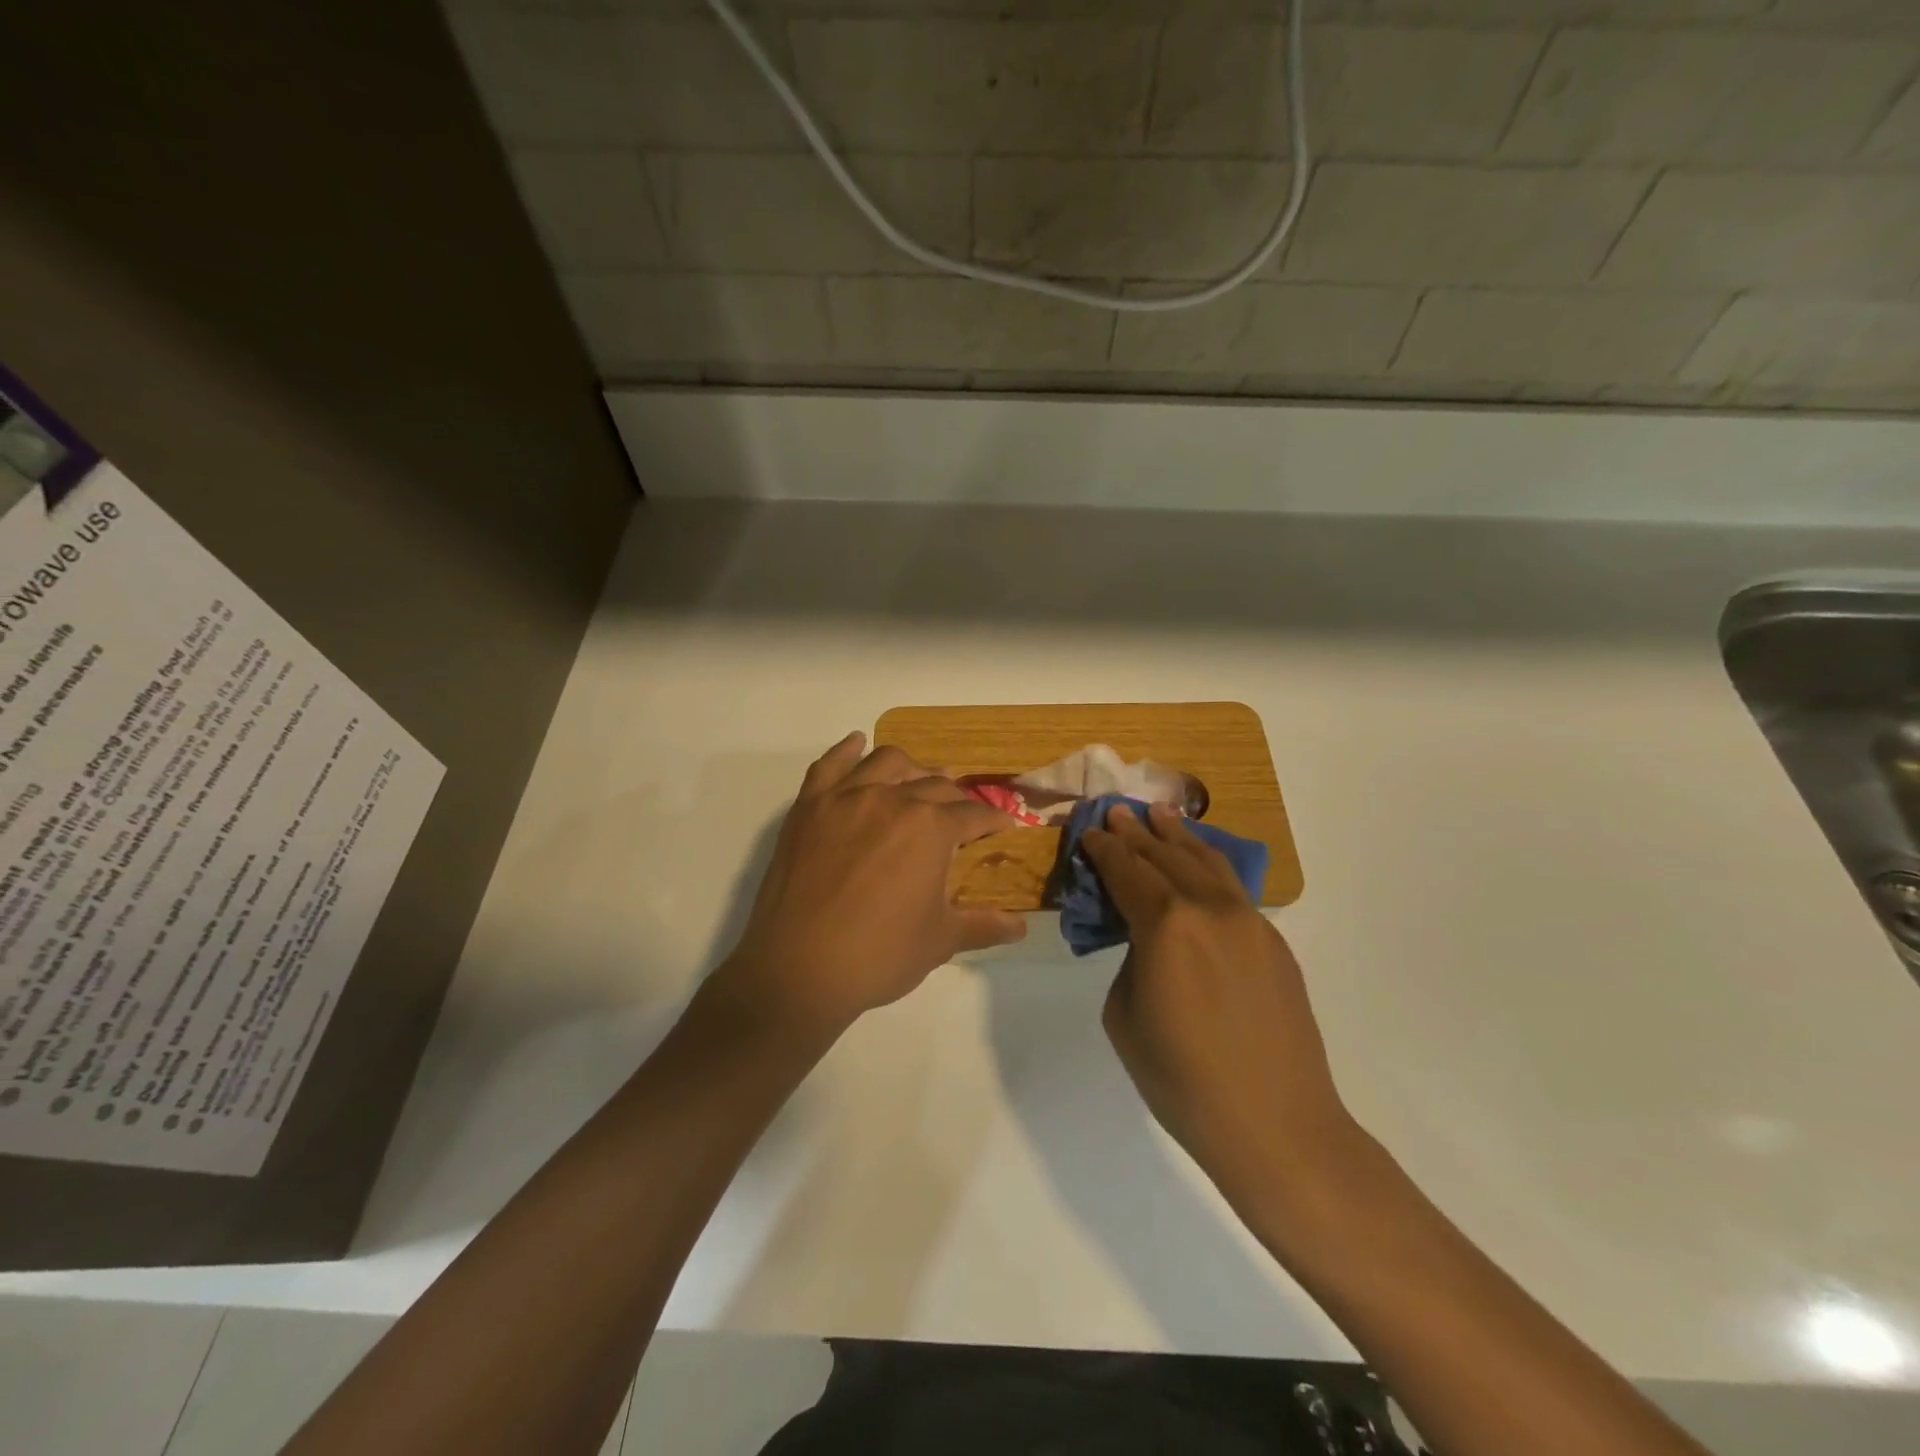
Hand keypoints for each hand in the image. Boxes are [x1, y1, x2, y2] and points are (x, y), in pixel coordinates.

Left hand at [715, 732, 1026, 1042]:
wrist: (798, 969)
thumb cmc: (879, 955)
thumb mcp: (940, 941)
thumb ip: (983, 925)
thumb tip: (1021, 926)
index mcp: (931, 827)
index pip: (973, 814)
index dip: (993, 820)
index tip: (1003, 827)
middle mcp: (893, 799)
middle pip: (935, 785)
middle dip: (957, 797)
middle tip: (963, 814)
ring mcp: (846, 798)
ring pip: (888, 762)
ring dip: (912, 767)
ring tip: (920, 778)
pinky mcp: (809, 806)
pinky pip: (830, 765)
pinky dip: (847, 750)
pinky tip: (857, 744)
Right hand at [1080, 802, 1357, 1208]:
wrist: (1276, 1125)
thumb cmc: (1182, 1079)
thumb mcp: (1125, 1016)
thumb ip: (1131, 960)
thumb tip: (1146, 940)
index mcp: (1166, 925)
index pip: (1127, 871)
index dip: (1104, 850)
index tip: (1090, 831)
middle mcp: (1209, 908)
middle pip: (1166, 857)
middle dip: (1138, 833)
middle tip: (1119, 812)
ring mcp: (1249, 922)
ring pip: (1207, 863)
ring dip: (1179, 837)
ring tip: (1161, 815)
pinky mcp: (1274, 942)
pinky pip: (1233, 889)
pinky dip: (1209, 866)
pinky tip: (1200, 863)